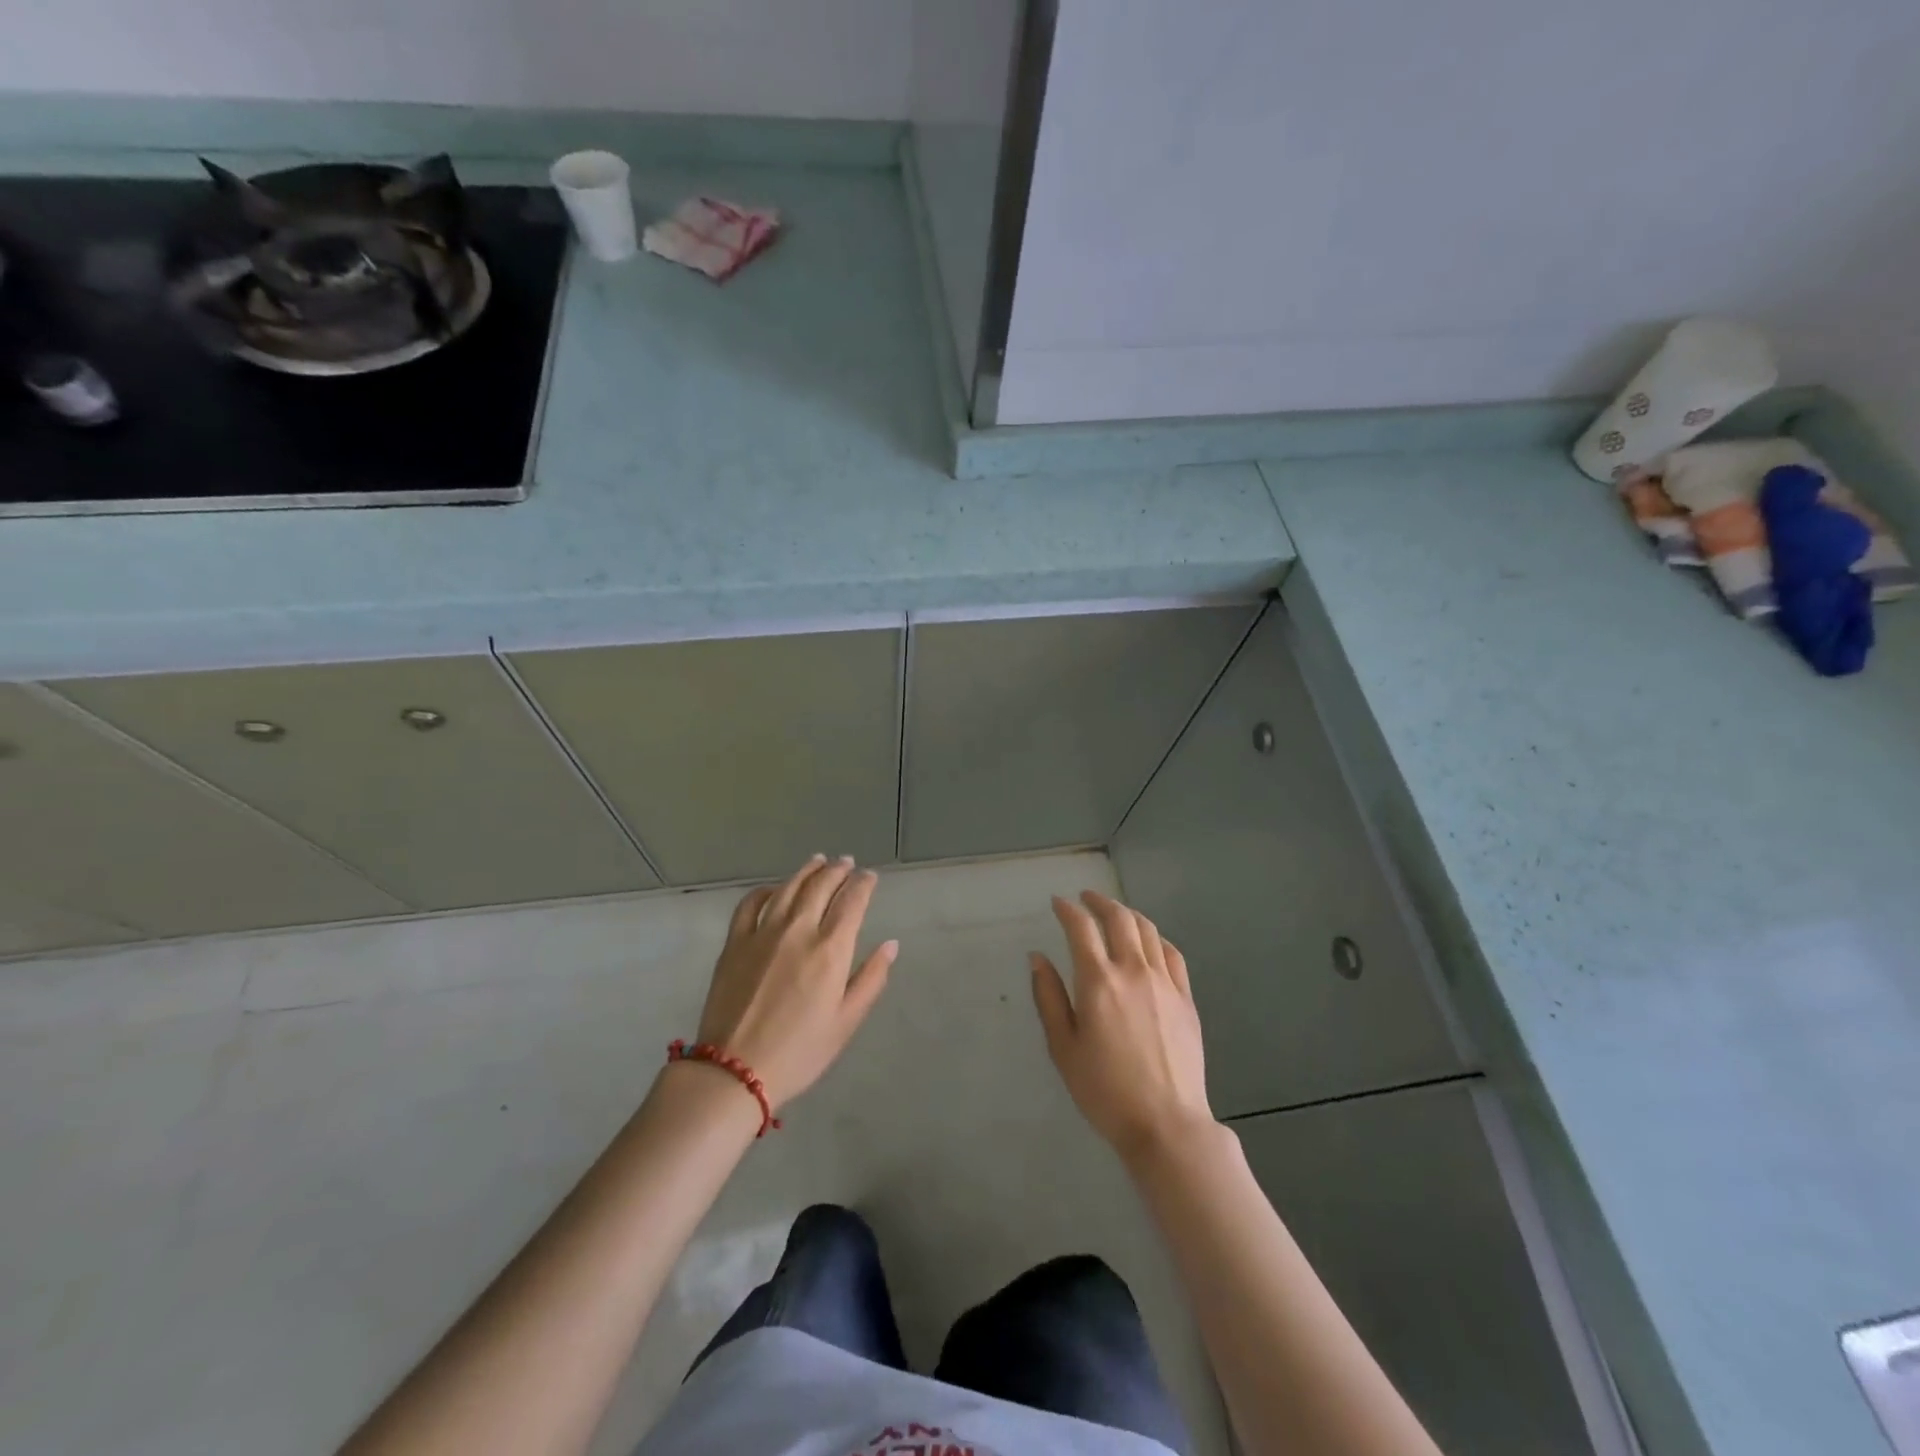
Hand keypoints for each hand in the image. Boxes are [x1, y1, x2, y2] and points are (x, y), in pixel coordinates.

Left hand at [693, 855, 897, 1109]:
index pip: (852, 901)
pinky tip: (774, 889)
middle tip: (847, 862)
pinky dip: (765, 890)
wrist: (734, 1071)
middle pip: (821, 886)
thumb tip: (891, 945)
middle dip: (838, 870)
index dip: (863, 884)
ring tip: (818, 861)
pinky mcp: (735, 942)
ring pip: (788, 887)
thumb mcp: (846, 1022)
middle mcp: (798, 930)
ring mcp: (762, 932)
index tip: (870, 877)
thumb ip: (871, 979)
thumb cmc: (800, 1052)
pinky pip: (750, 903)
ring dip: (806, 871)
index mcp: (830, 950)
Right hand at [1030, 891, 1213, 1160]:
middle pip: (1119, 918)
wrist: (1166, 1124)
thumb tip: (1037, 957)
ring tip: (1115, 914)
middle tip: (1086, 899)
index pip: (1081, 928)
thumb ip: (1049, 997)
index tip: (1057, 903)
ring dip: (1127, 914)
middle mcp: (1133, 971)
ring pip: (1148, 930)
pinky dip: (1156, 938)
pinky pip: (1172, 954)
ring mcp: (1164, 982)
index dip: (1067, 909)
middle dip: (1099, 902)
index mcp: (1099, 981)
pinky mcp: (1186, 998)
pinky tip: (1149, 943)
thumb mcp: (1063, 1048)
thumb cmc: (1104, 1091)